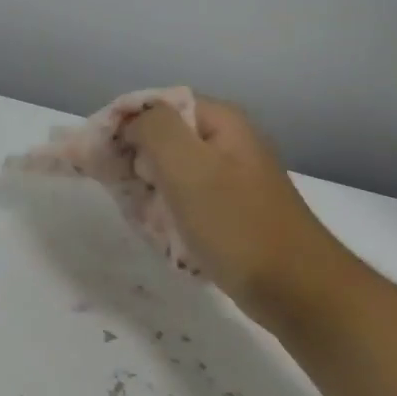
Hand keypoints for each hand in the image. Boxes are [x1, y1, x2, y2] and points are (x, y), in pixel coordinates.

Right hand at [119, 97, 348, 324]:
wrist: (297, 290)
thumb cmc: (237, 225)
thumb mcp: (188, 167)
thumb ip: (154, 129)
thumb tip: (132, 123)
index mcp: (221, 121)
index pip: (156, 105)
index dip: (123, 124)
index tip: (99, 155)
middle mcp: (228, 141)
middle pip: (162, 136)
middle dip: (135, 160)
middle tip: (124, 190)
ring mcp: (231, 176)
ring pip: (170, 170)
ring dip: (149, 190)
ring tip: (143, 215)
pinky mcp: (231, 209)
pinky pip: (185, 198)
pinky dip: (167, 211)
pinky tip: (163, 232)